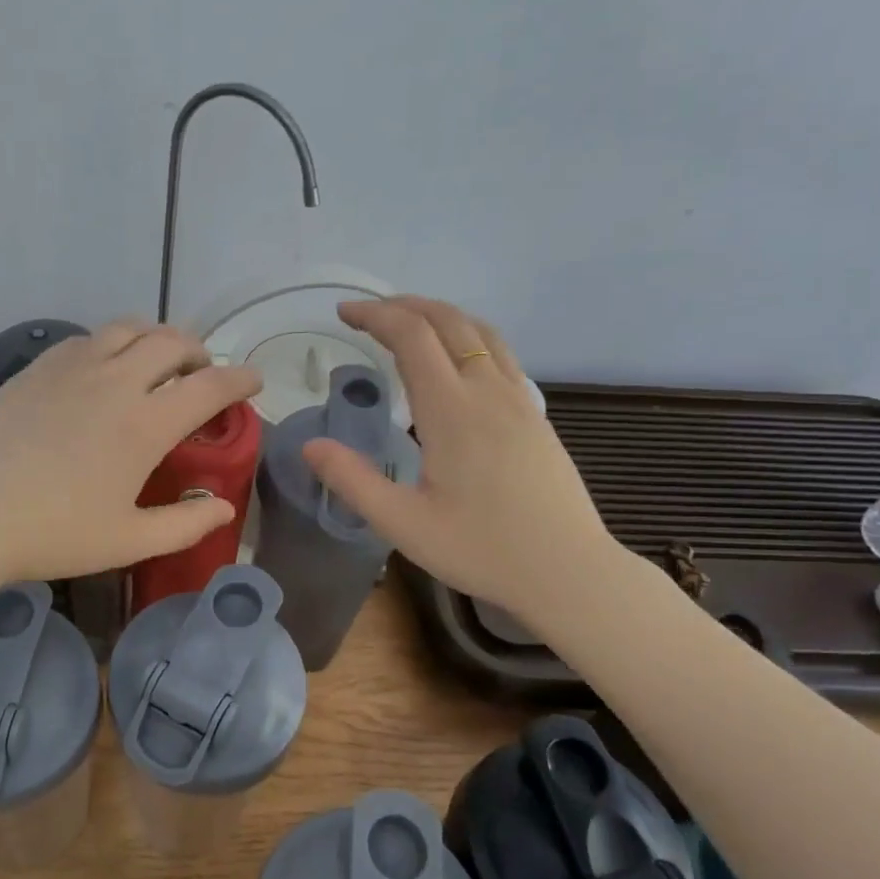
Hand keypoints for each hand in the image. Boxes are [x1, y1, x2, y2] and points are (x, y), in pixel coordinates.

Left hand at [0, 319, 261, 583]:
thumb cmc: (54, 532)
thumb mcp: (129, 540)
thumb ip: (185, 524)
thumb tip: (224, 508)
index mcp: (145, 424)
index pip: (209, 387)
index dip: (239, 380)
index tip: (253, 379)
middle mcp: (115, 382)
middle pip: (171, 342)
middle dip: (199, 352)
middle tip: (202, 374)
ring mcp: (73, 368)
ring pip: (128, 329)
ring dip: (155, 338)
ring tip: (158, 361)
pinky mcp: (38, 369)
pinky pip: (87, 338)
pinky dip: (111, 343)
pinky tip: (103, 368)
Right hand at [302, 296, 624, 624]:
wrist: (569, 572)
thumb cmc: (482, 549)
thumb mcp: (403, 524)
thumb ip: (353, 481)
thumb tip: (310, 446)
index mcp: (452, 409)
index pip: (412, 335)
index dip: (375, 315)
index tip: (343, 313)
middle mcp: (488, 391)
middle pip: (448, 321)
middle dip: (404, 306)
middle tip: (367, 314)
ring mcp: (519, 400)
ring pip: (480, 332)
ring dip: (440, 315)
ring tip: (408, 323)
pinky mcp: (536, 416)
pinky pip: (499, 354)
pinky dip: (467, 337)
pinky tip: (456, 363)